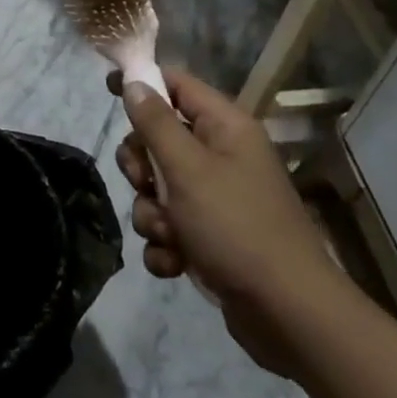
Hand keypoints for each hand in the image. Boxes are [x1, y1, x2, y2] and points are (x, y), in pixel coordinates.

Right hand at [113, 69, 352, 375]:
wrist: (289, 316)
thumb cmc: (236, 227)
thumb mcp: (188, 169)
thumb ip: (156, 123)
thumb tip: (134, 82)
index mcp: (225, 126)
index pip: (176, 84)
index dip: (142, 81)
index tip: (107, 88)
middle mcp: (222, 155)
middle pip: (160, 138)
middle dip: (141, 165)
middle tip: (142, 182)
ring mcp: (218, 198)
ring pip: (159, 187)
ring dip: (151, 212)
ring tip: (167, 234)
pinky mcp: (212, 237)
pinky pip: (171, 225)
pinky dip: (165, 243)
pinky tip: (174, 262)